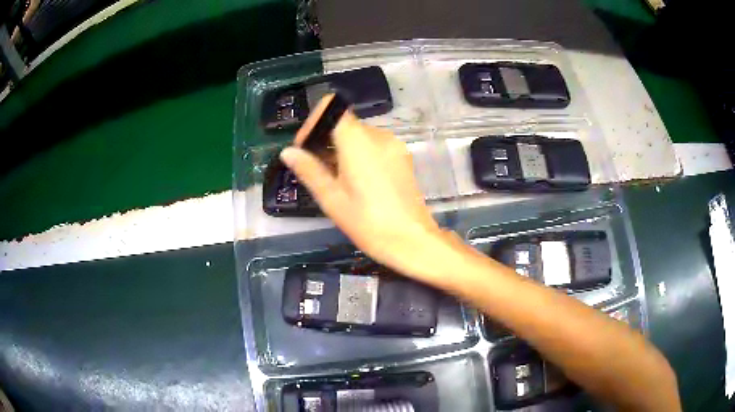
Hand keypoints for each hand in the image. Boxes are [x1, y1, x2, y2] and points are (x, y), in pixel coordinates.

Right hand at [279, 95, 452, 280]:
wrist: (412, 240)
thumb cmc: (368, 223)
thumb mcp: (332, 198)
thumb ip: (309, 170)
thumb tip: (288, 152)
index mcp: (358, 140)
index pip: (331, 108)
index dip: (313, 123)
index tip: (304, 149)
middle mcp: (379, 135)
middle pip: (344, 123)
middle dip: (325, 141)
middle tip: (315, 170)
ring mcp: (394, 145)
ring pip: (359, 135)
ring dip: (341, 149)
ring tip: (335, 180)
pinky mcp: (402, 157)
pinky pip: (374, 146)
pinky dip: (359, 154)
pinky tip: (357, 182)